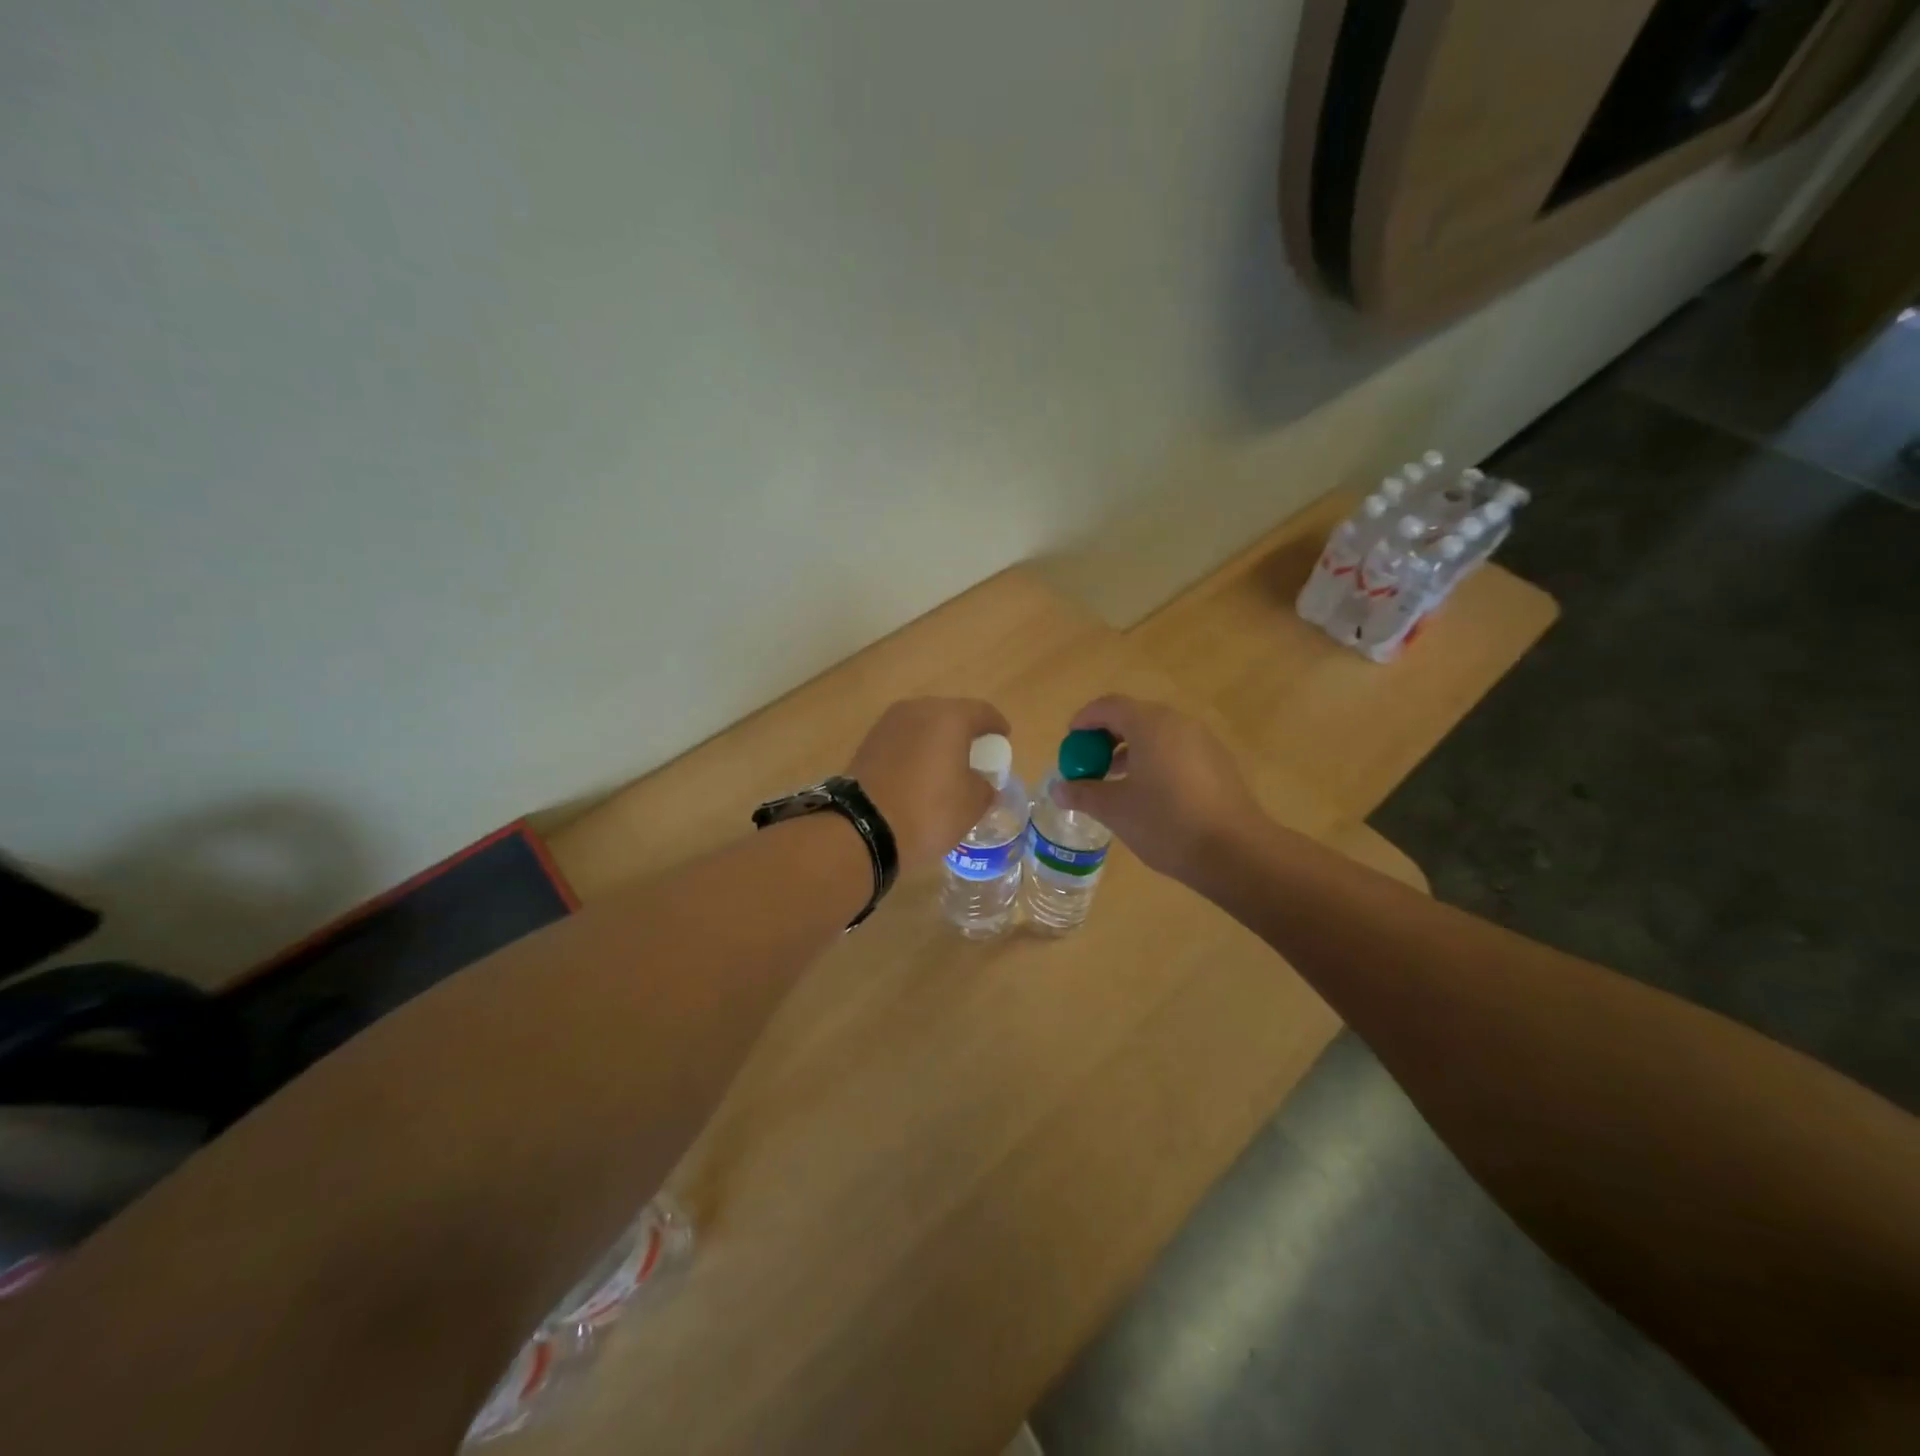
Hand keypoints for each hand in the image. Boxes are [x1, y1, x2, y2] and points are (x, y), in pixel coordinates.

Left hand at [847, 698, 1011, 869]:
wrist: (864, 827)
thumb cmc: (929, 810)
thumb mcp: (972, 804)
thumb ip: (985, 786)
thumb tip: (982, 783)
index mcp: (950, 717)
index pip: (983, 712)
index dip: (997, 726)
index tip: (1003, 739)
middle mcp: (918, 710)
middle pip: (950, 714)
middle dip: (965, 732)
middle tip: (975, 754)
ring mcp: (888, 724)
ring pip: (923, 726)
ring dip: (937, 741)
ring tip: (946, 765)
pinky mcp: (868, 742)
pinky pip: (903, 740)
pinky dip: (915, 751)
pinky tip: (920, 773)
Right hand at [1054, 696, 1262, 884]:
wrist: (1235, 851)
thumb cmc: (1166, 823)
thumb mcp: (1115, 810)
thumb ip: (1083, 793)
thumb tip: (1058, 789)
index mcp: (1149, 725)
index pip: (1108, 706)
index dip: (1084, 721)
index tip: (1069, 743)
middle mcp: (1177, 723)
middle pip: (1133, 717)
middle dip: (1105, 737)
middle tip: (1088, 764)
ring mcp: (1202, 741)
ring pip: (1157, 734)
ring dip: (1130, 750)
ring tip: (1114, 782)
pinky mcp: (1218, 763)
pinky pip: (1176, 750)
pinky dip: (1154, 760)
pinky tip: (1149, 794)